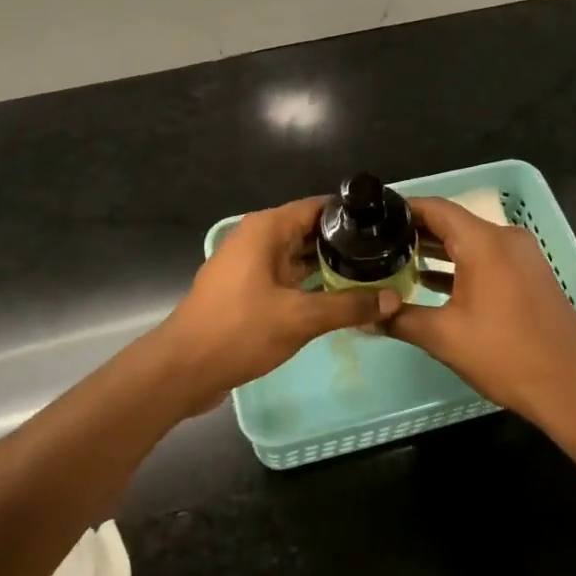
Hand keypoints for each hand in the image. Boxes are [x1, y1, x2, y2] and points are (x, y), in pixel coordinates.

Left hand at [153, 196, 400, 414]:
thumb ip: (348, 306)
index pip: (317, 207)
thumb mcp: (300, 318)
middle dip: (345, 243)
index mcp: (266, 229)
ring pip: (297, 256)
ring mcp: (249, 265)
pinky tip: (338, 298)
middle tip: (387, 255)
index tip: (385, 225)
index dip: (351, 214)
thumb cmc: (239, 331)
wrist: (183, 369)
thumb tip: (393, 299)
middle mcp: (257, 239)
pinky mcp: (246, 290)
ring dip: (328, 266)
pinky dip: (310, 284)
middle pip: (309, 231)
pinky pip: (286, 277)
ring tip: (372, 274)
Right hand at [388, 197, 575, 422]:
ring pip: (471, 242)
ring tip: (397, 261)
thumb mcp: (443, 337)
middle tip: (377, 243)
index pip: (436, 208)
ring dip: (437, 250)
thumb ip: (400, 319)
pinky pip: (488, 258)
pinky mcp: (529, 275)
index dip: (403, 209)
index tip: (372, 218)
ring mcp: (522, 256)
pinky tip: (431, 282)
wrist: (569, 387)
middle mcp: (506, 239)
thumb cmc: (504, 355)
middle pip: (453, 223)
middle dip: (415, 231)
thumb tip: (365, 318)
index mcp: (484, 243)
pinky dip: (460, 265)